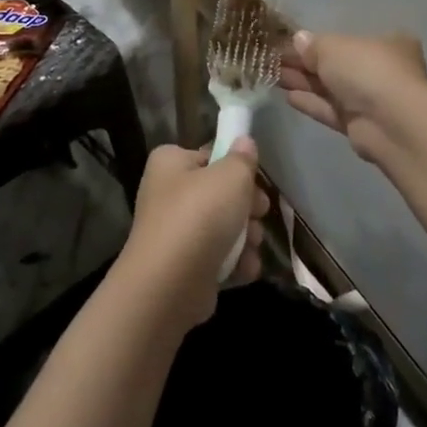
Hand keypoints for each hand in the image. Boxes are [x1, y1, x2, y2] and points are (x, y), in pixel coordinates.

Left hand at [118, 140, 268, 328]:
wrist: (170, 284)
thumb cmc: (199, 216)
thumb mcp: (231, 176)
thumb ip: (242, 159)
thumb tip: (244, 142)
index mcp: (170, 163)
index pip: (210, 155)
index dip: (235, 167)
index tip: (254, 180)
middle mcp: (168, 194)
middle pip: (220, 193)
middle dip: (247, 207)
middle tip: (258, 213)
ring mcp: (175, 232)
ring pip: (224, 227)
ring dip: (245, 237)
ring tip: (251, 245)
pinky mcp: (185, 266)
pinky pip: (218, 256)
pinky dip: (235, 262)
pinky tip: (244, 268)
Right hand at [279, 30, 426, 161]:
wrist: (390, 121)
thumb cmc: (367, 70)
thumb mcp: (334, 46)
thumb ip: (313, 45)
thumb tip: (299, 40)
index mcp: (387, 43)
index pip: (348, 40)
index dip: (318, 42)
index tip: (290, 43)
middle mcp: (383, 70)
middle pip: (338, 65)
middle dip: (306, 63)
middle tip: (274, 60)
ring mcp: (373, 100)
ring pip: (332, 89)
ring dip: (304, 83)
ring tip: (273, 77)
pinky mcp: (361, 126)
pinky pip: (332, 110)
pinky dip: (312, 103)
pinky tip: (288, 97)